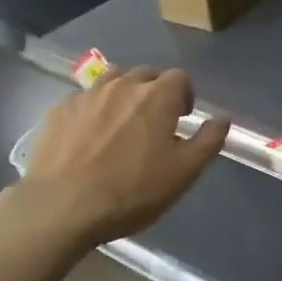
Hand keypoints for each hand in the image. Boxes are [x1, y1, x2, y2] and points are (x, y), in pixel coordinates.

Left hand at [20, 67, 227, 245]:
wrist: (61, 205)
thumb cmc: (132, 191)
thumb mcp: (183, 173)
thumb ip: (208, 141)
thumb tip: (223, 118)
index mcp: (158, 96)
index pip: (180, 78)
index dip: (185, 95)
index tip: (182, 118)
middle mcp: (122, 85)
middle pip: (145, 75)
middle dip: (154, 92)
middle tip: (153, 123)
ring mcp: (86, 95)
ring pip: (112, 82)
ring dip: (123, 95)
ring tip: (121, 125)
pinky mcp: (58, 110)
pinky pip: (83, 100)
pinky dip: (92, 111)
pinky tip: (88, 138)